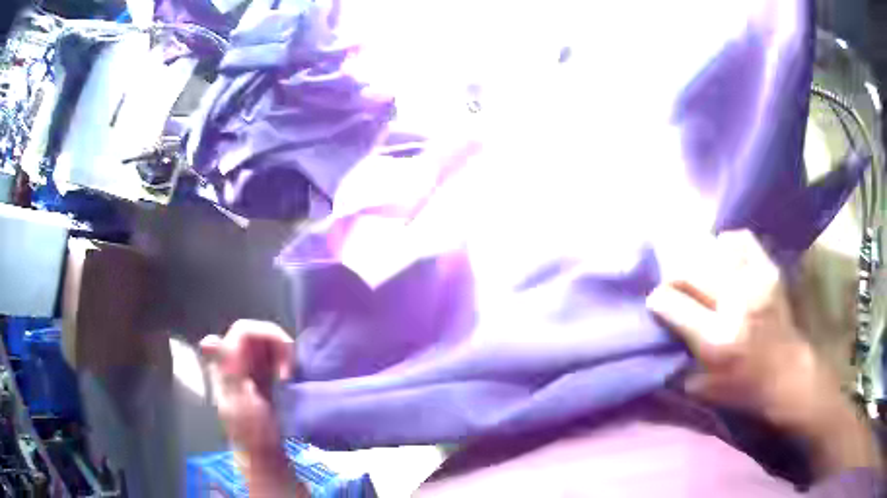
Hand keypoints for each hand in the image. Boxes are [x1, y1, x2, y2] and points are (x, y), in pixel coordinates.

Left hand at [201, 320, 294, 454]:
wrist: (265, 457)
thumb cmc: (252, 432)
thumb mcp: (237, 401)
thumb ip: (226, 369)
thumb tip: (209, 341)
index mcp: (227, 364)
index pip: (243, 331)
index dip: (264, 335)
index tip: (279, 359)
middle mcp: (237, 362)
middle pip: (259, 334)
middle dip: (278, 346)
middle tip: (288, 371)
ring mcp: (251, 371)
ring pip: (270, 345)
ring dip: (285, 356)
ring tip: (289, 378)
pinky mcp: (265, 380)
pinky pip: (277, 360)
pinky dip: (287, 364)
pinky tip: (289, 380)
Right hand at [646, 231, 878, 474]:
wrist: (787, 373)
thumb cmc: (744, 388)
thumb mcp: (702, 389)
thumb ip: (677, 361)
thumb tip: (661, 333)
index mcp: (716, 339)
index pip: (672, 303)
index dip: (658, 301)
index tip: (658, 304)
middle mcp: (734, 303)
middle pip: (689, 270)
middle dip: (674, 278)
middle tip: (676, 288)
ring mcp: (755, 281)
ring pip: (712, 250)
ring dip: (700, 260)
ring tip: (701, 274)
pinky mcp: (769, 270)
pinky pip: (741, 240)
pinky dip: (727, 244)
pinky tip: (725, 258)